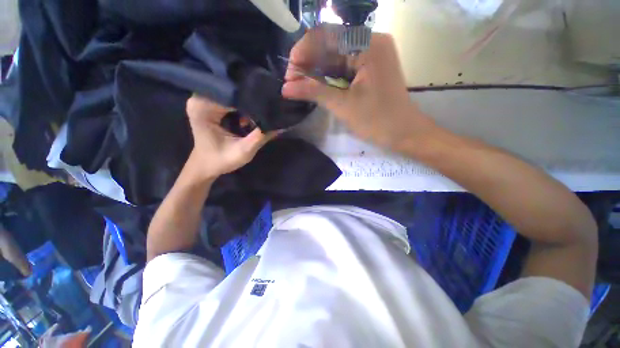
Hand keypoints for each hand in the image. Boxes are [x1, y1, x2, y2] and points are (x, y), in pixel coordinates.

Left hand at [186, 95, 276, 179]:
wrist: (206, 166)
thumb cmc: (221, 160)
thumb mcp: (244, 150)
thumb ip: (261, 136)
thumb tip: (281, 124)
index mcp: (202, 107)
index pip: (233, 95)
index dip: (252, 101)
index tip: (270, 106)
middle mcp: (200, 98)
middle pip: (232, 92)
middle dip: (251, 101)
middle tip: (269, 109)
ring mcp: (204, 99)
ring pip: (233, 95)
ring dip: (248, 104)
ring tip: (262, 112)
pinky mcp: (210, 104)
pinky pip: (230, 100)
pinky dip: (242, 107)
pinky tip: (251, 116)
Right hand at [282, 28, 434, 150]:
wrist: (403, 133)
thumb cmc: (377, 120)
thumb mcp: (343, 105)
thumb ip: (314, 92)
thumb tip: (285, 88)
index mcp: (368, 45)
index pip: (327, 36)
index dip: (303, 51)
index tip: (289, 72)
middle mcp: (371, 42)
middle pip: (331, 45)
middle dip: (309, 63)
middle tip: (292, 82)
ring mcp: (372, 55)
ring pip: (336, 57)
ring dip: (317, 71)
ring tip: (301, 85)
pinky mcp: (370, 68)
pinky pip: (345, 67)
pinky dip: (329, 76)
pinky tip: (317, 85)